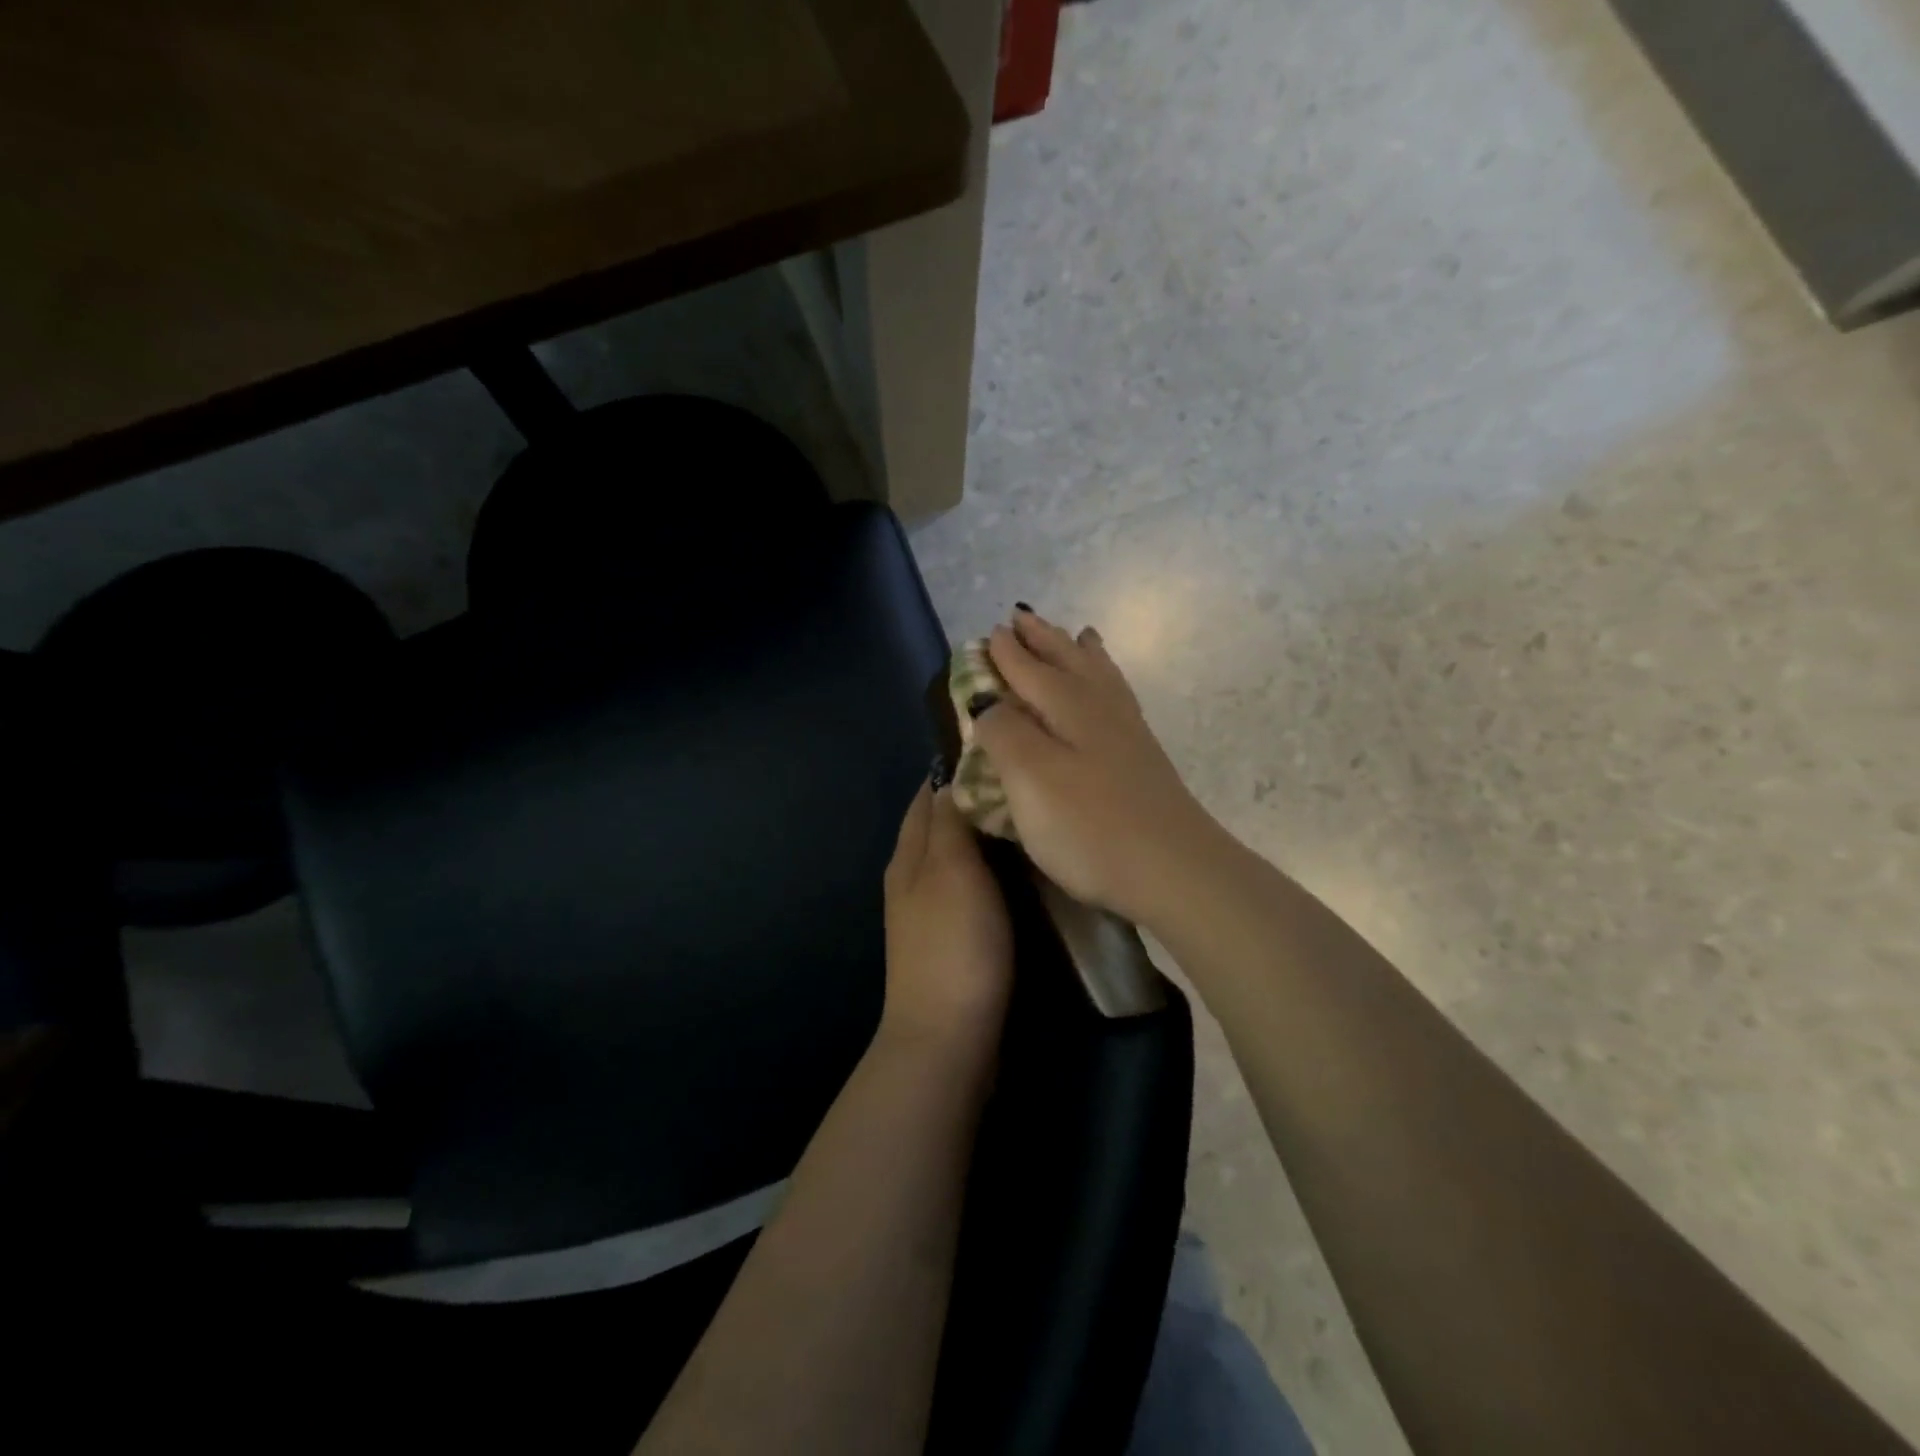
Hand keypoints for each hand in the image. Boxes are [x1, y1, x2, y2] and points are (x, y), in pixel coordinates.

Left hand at [881, 780, 1013, 1050]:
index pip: (929, 794)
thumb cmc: (954, 946)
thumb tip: (951, 777)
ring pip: (959, 856)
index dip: (958, 768)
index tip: (1001, 749)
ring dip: (987, 836)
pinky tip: (1023, 871)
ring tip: (1031, 817)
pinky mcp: (953, 938)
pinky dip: (994, 870)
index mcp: (909, 854)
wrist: (947, 1038)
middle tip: (1028, 782)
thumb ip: (950, 822)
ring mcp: (931, 910)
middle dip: (976, 800)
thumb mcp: (951, 870)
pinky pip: (973, 887)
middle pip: (942, 823)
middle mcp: (913, 877)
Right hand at [973, 608, 1223, 928]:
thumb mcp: (1030, 778)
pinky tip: (1108, 690)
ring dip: (1079, 652)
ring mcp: (1127, 732)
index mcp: (1067, 707)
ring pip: (1098, 676)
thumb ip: (1004, 733)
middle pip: (1066, 661)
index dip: (1006, 653)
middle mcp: (1099, 708)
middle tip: (1022, 617)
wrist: (1173, 868)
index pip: (1028, 669)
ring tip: (1076, 634)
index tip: (990, 632)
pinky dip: (1108, 680)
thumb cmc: (1089, 825)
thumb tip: (988, 702)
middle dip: (1042, 640)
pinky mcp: (1143, 757)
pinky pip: (1118, 697)